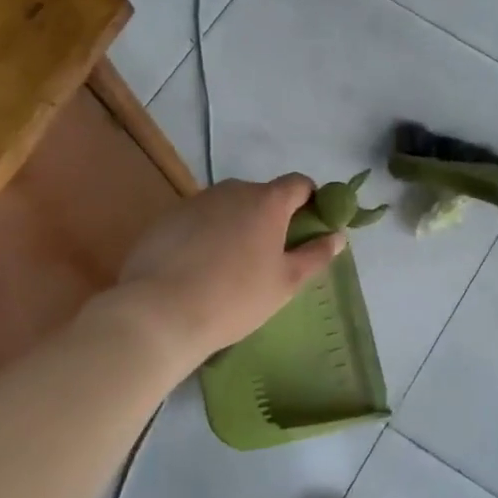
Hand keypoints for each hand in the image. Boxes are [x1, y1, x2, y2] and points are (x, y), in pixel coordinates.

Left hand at [121, 175, 346, 360]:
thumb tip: (338, 236)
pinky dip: (207, 235)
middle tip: (270, 256)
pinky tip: (199, 269)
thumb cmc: (235, 297)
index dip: (310, 201)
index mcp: (267, 201)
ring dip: (238, 226)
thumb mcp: (286, 282)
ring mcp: (196, 201)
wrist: (159, 313)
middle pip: (262, 195)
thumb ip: (316, 254)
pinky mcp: (166, 218)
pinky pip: (199, 220)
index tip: (310, 228)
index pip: (299, 184)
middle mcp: (232, 190)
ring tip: (231, 266)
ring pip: (228, 208)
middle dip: (272, 218)